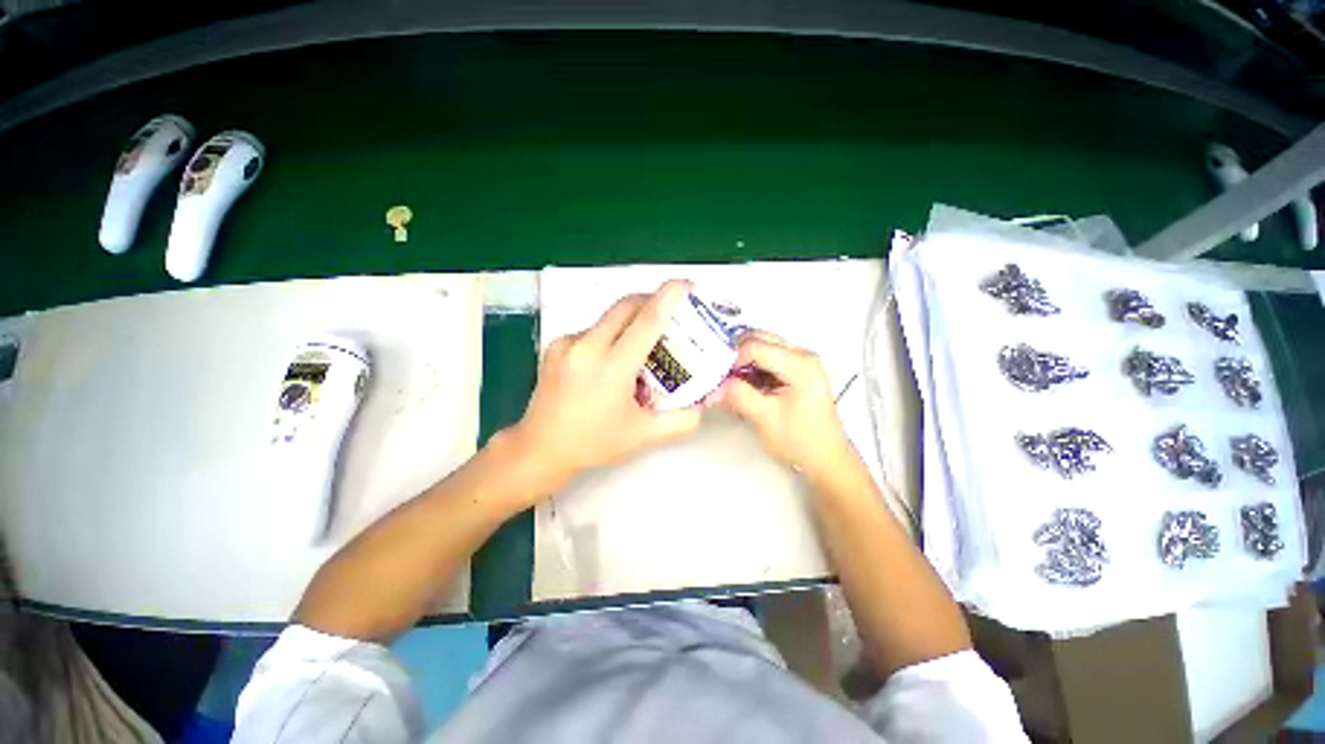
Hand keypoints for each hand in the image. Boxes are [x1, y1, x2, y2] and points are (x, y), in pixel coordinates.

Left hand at [505, 280, 703, 488]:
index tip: (686, 284)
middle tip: (671, 314)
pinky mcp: (555, 345)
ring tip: (642, 345)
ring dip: (631, 321)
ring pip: (609, 317)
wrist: (540, 448)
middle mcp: (586, 345)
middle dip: (651, 301)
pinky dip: (610, 334)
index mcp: (611, 367)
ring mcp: (567, 343)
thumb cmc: (594, 443)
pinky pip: (592, 329)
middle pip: (626, 306)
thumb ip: (682, 420)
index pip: (646, 320)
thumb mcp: (644, 436)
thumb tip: (705, 402)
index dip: (668, 297)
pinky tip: (612, 360)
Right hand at [709, 332, 853, 478]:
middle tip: (718, 373)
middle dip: (735, 355)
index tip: (717, 375)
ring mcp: (801, 363)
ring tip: (729, 383)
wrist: (826, 461)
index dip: (731, 358)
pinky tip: (744, 387)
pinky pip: (767, 360)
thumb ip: (738, 396)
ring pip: (762, 348)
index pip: (755, 346)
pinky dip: (751, 369)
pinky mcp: (796, 373)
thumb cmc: (802, 442)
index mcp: (800, 364)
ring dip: (743, 363)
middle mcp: (803, 356)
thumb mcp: (764, 418)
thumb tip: (715, 386)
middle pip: (759, 339)